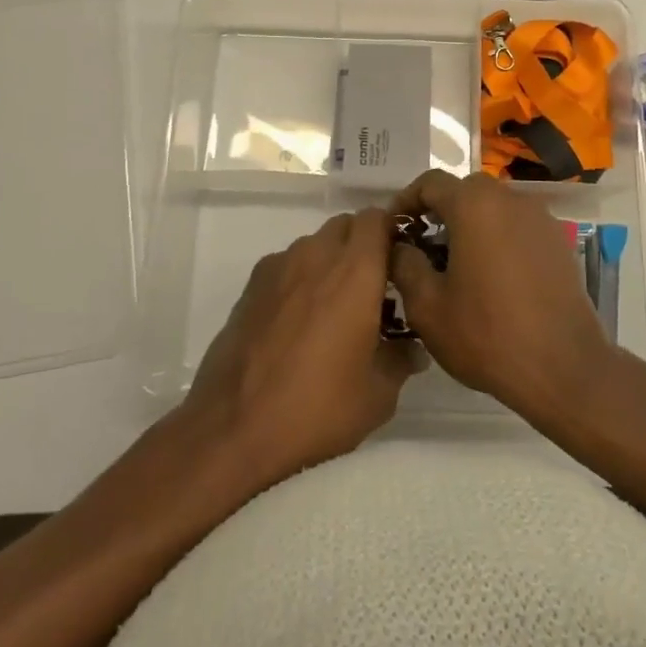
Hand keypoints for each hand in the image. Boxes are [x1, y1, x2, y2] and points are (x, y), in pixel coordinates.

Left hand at [182, 208, 423, 489]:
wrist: (233, 428)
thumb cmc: (317, 407)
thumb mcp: (377, 396)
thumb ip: (400, 361)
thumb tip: (412, 351)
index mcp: (355, 271)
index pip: (378, 218)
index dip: (392, 233)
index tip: (400, 264)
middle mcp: (316, 255)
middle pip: (346, 225)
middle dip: (362, 246)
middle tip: (372, 288)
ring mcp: (279, 267)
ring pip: (314, 244)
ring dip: (330, 261)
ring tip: (333, 308)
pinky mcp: (250, 286)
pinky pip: (286, 265)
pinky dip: (300, 279)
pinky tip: (297, 322)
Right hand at [389, 170, 614, 431]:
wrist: (564, 368)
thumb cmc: (488, 334)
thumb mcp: (427, 307)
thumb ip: (405, 265)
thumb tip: (401, 246)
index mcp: (474, 205)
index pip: (430, 182)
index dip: (406, 201)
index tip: (393, 229)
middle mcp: (510, 199)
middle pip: (465, 191)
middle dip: (440, 212)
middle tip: (422, 248)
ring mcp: (540, 218)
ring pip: (494, 208)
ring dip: (471, 225)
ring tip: (456, 265)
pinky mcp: (558, 241)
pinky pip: (518, 226)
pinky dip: (498, 238)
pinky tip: (492, 277)